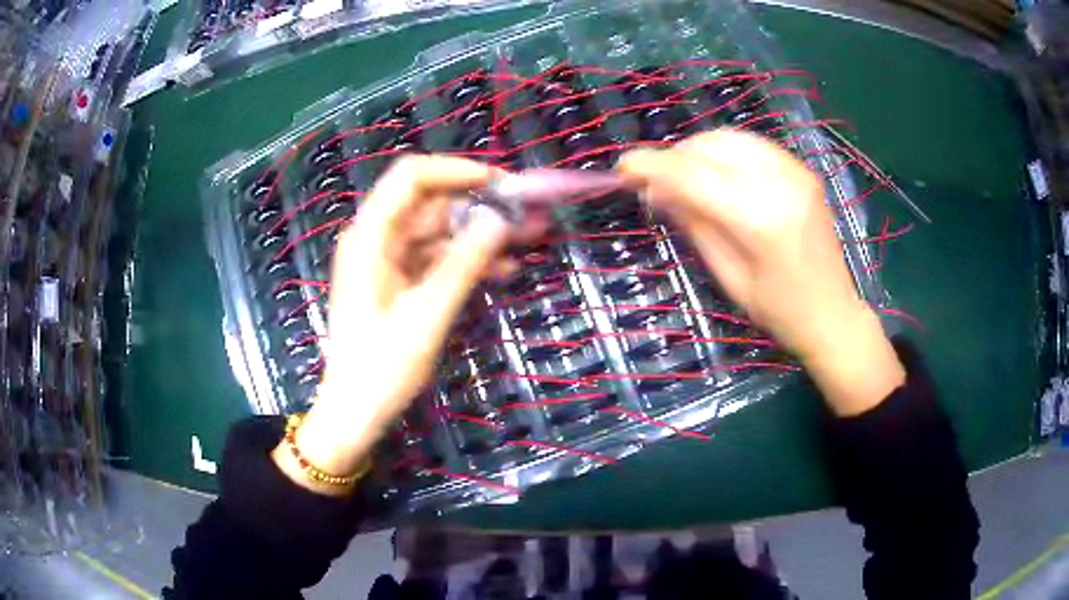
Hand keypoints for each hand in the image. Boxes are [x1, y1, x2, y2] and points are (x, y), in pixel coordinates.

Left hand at [272, 155, 512, 494]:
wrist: (355, 411)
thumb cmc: (382, 368)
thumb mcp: (428, 315)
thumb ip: (464, 263)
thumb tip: (501, 220)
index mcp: (370, 237)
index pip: (411, 177)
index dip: (456, 170)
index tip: (501, 183)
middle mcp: (377, 239)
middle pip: (431, 203)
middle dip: (481, 204)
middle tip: (529, 215)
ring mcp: (388, 260)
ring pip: (440, 230)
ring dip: (482, 234)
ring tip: (530, 239)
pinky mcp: (399, 280)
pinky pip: (437, 257)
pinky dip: (468, 259)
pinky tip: (505, 269)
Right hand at [619, 131, 903, 415]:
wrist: (833, 312)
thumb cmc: (778, 310)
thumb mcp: (728, 276)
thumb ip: (694, 224)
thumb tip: (655, 189)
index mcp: (760, 219)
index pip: (694, 175)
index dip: (652, 166)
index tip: (623, 167)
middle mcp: (779, 183)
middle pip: (710, 146)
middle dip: (674, 157)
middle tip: (654, 182)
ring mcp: (794, 170)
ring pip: (729, 137)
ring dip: (697, 151)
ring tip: (683, 177)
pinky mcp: (801, 169)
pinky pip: (750, 144)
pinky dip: (724, 151)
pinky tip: (716, 173)